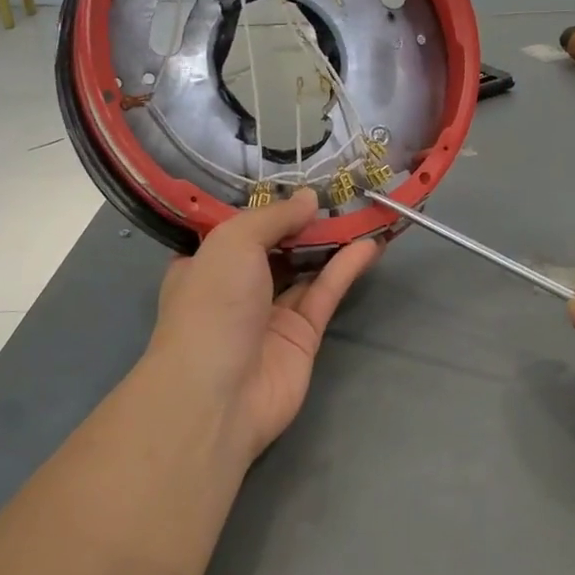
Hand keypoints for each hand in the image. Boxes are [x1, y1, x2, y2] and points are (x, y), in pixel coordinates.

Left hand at [145, 189, 381, 461]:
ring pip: (306, 268)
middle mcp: (235, 287)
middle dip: (304, 221)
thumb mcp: (233, 242)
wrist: (218, 395)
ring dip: (332, 242)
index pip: (235, 228)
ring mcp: (270, 314)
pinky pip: (325, 294)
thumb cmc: (212, 305)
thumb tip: (309, 198)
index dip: (265, 205)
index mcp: (204, 263)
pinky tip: (370, 245)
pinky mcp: (302, 336)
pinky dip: (346, 269)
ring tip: (364, 211)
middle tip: (340, 191)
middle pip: (276, 246)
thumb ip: (274, 216)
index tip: (295, 179)